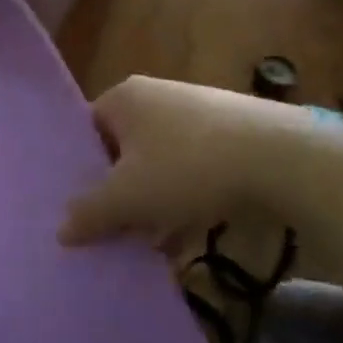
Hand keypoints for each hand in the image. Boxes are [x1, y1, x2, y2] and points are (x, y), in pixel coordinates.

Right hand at [58, 76, 342, 253]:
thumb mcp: (130, 197)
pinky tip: (184, 239)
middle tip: (109, 231)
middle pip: (123, 150)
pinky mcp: (230, 137)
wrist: (281, 159)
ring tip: (146, 246)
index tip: (79, 208)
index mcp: (125, 98)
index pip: (87, 129)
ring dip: (152, 205)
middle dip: (118, 193)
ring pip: (159, 165)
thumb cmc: (187, 167)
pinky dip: (184, 203)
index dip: (80, 169)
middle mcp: (157, 97)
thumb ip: (91, 213)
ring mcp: (197, 115)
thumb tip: (61, 230)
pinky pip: (192, 172)